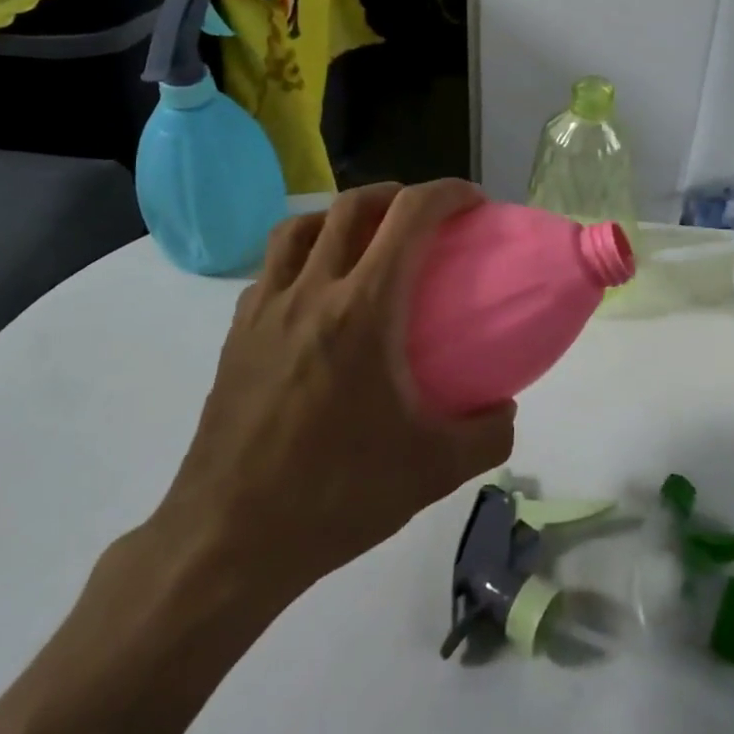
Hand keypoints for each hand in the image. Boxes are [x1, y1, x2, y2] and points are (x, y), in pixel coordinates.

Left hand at [153, 180, 515, 600]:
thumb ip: (488, 435)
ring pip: (299, 226)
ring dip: (340, 215)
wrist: (228, 540)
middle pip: (351, 206)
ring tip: (365, 239)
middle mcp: (312, 292)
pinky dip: (301, 255)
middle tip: (422, 216)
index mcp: (364, 309)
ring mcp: (265, 309)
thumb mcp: (433, 471)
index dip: (446, 193)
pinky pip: (271, 268)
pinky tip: (315, 292)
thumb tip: (505, 409)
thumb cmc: (336, 495)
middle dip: (396, 194)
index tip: (473, 201)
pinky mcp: (237, 334)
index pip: (409, 217)